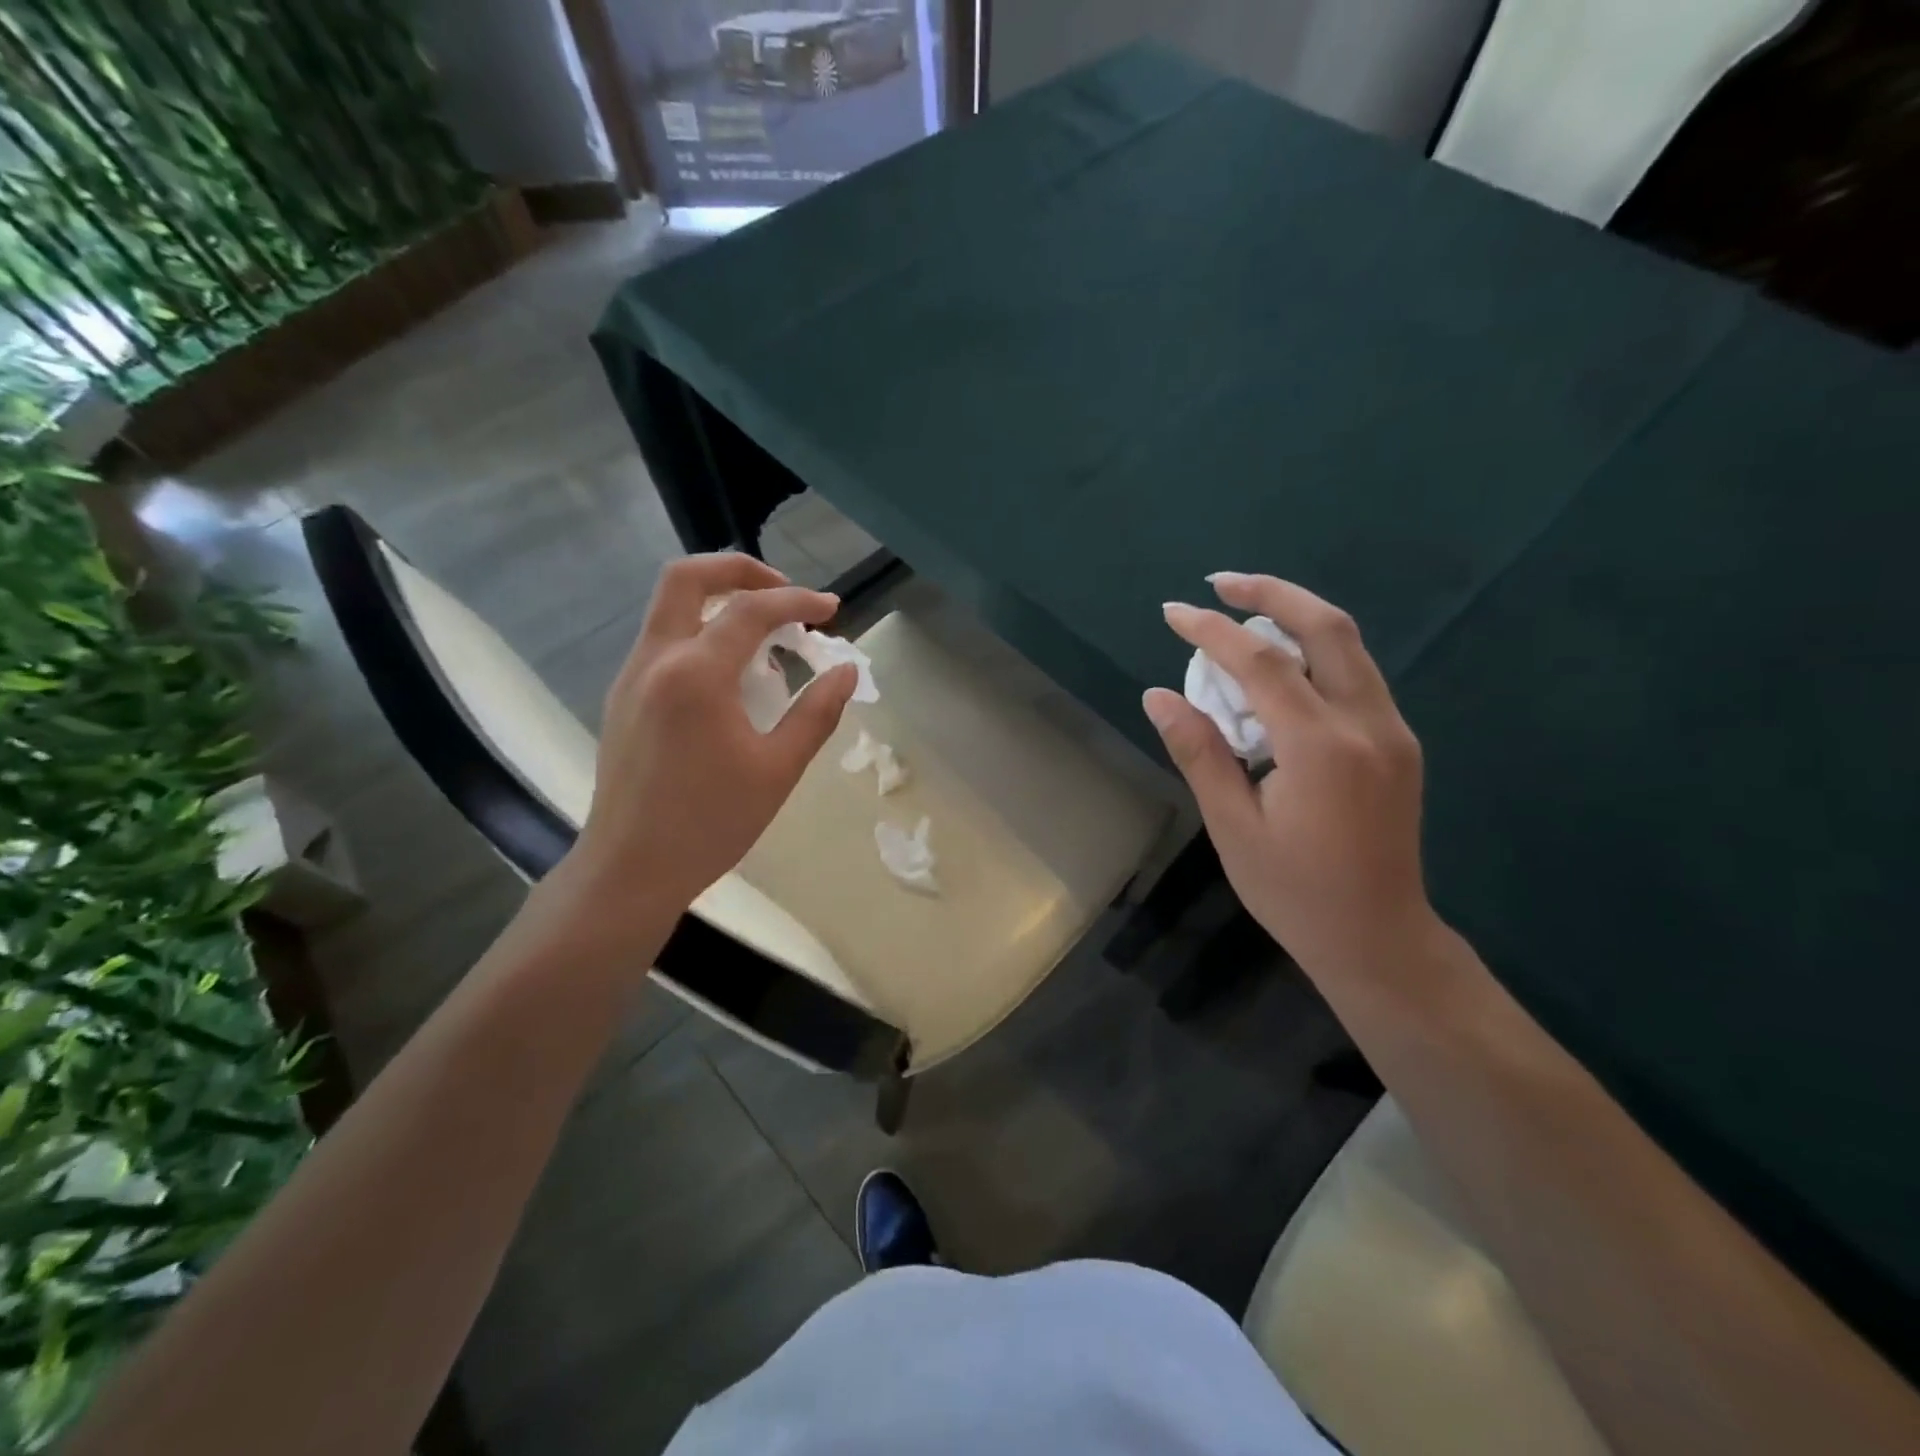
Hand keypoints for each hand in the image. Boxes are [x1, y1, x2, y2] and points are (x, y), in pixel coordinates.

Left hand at [553, 553, 856, 939]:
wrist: (630, 868)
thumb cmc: (711, 823)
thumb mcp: (778, 769)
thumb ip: (817, 712)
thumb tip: (846, 671)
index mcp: (695, 674)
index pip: (751, 610)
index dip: (798, 602)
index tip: (832, 612)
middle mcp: (655, 659)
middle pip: (688, 577)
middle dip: (741, 571)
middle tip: (784, 594)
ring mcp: (631, 676)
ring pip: (671, 607)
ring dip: (720, 604)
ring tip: (767, 642)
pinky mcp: (623, 697)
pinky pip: (663, 641)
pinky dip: (701, 634)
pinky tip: (732, 679)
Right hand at [1142, 573, 1432, 977]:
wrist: (1379, 938)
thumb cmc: (1294, 891)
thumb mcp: (1232, 827)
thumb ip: (1199, 753)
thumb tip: (1159, 695)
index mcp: (1322, 748)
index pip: (1261, 664)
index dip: (1212, 631)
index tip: (1172, 612)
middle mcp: (1368, 724)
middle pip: (1327, 627)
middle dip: (1271, 593)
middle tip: (1220, 583)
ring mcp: (1392, 730)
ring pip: (1349, 644)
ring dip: (1295, 616)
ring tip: (1241, 613)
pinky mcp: (1398, 742)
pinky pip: (1355, 674)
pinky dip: (1313, 651)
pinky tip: (1276, 664)